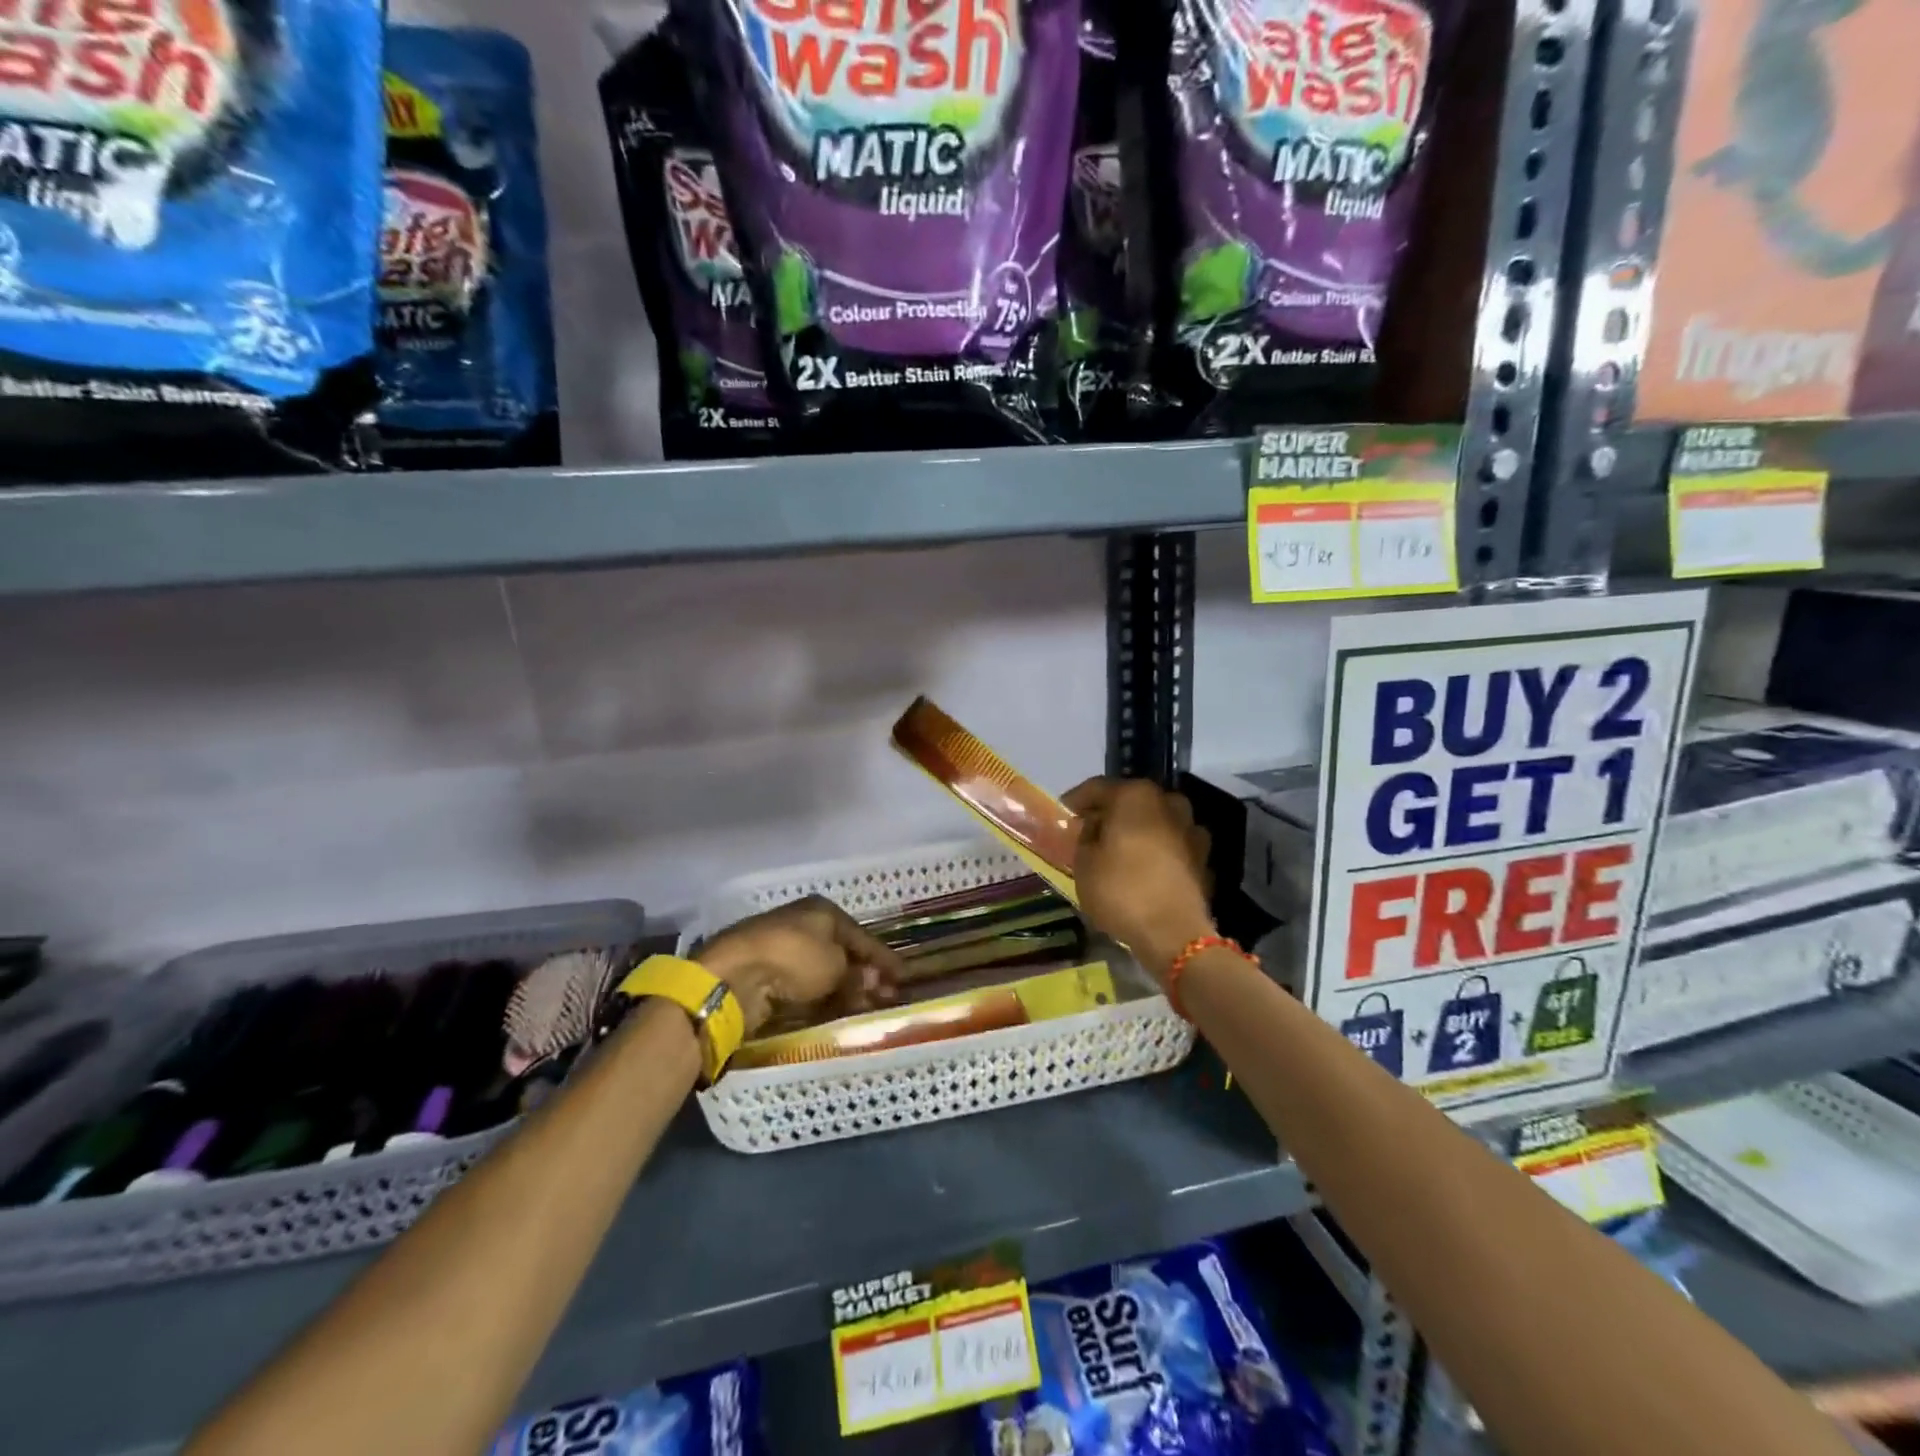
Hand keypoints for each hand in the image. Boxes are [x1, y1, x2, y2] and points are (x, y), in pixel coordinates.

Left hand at [694, 897, 903, 1036]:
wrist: (735, 975)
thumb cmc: (795, 957)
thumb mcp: (836, 965)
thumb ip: (857, 976)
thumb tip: (872, 984)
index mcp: (822, 912)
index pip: (862, 936)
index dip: (884, 958)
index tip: (904, 976)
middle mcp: (804, 926)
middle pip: (842, 954)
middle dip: (865, 976)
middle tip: (886, 998)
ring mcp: (783, 951)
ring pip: (823, 973)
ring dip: (845, 991)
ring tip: (864, 1011)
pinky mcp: (767, 976)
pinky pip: (804, 989)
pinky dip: (821, 1000)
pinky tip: (835, 1014)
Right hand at [1064, 778, 1216, 980]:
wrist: (1174, 934)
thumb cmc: (1121, 890)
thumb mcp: (1083, 863)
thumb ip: (1086, 836)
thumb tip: (1095, 828)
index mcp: (1135, 795)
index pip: (1097, 788)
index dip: (1076, 801)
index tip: (1063, 814)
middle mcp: (1168, 803)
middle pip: (1131, 801)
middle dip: (1110, 814)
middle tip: (1090, 832)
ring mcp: (1191, 829)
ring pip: (1155, 822)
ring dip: (1137, 831)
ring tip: (1119, 851)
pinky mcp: (1203, 857)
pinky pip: (1171, 846)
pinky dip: (1157, 852)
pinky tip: (1144, 869)